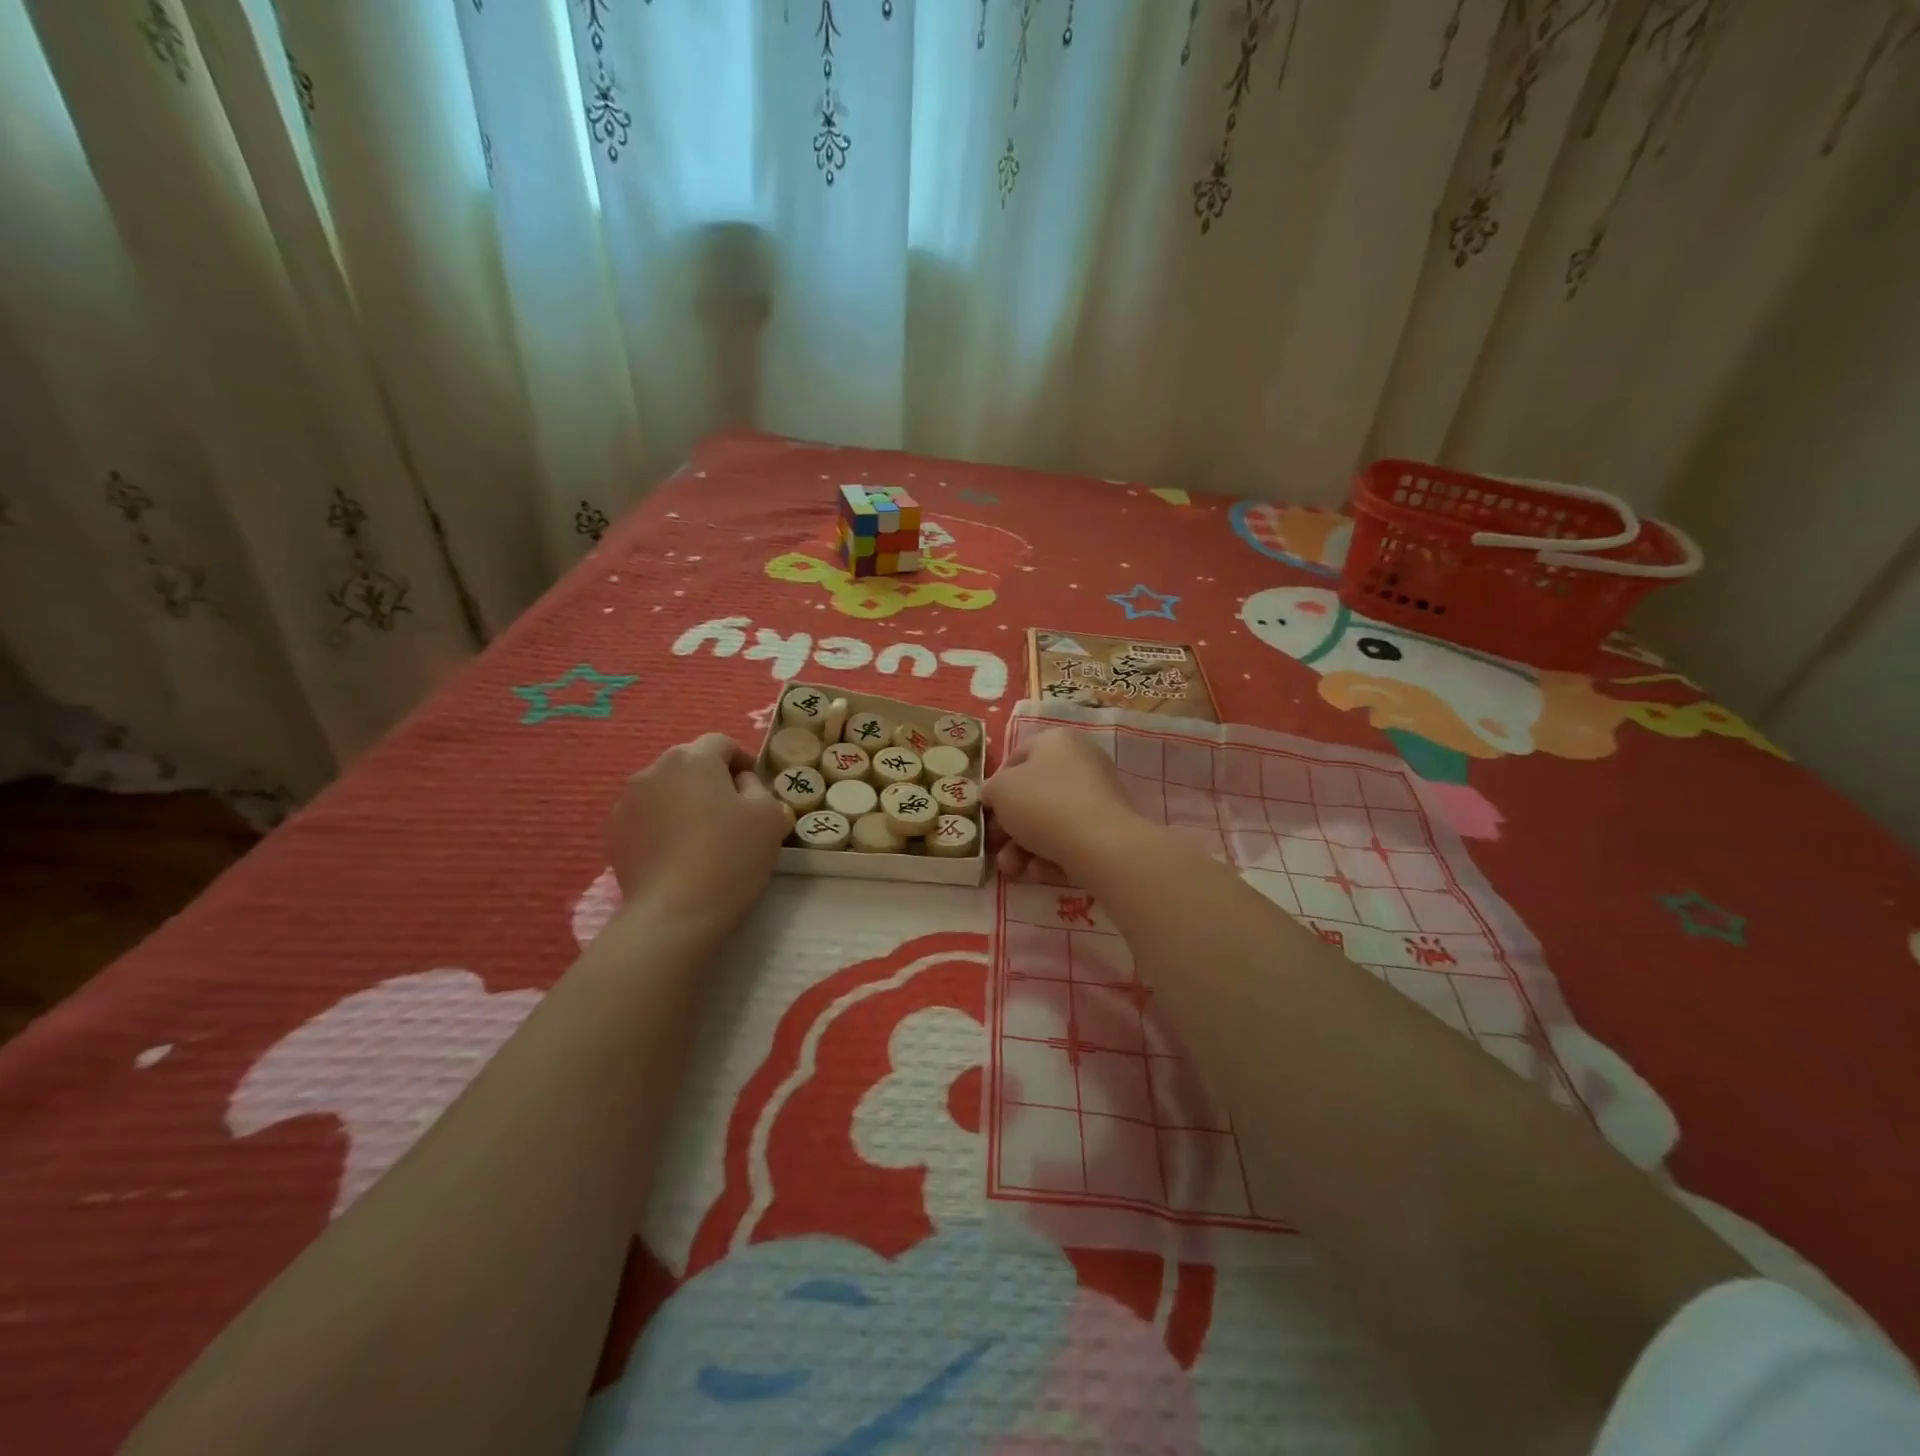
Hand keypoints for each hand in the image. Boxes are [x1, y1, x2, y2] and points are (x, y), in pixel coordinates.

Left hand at [607, 734, 790, 929]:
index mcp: (693, 758)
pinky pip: (647, 818)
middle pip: (690, 764)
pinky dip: (663, 826)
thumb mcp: (770, 816)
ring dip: (684, 802)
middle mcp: (654, 770)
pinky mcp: (614, 834)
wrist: (675, 912)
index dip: (743, 761)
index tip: (757, 789)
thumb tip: (742, 785)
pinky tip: (678, 854)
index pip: (722, 743)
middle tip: (733, 812)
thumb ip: (760, 789)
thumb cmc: (730, 855)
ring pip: (665, 790)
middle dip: (711, 780)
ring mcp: (627, 802)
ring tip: (703, 835)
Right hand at [983, 728, 1145, 881]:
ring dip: (1023, 849)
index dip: (995, 787)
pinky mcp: (1107, 830)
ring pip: (1049, 823)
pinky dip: (1051, 856)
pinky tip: (1041, 871)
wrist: (1099, 845)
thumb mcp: (1000, 790)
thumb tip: (994, 797)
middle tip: (994, 848)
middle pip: (1032, 796)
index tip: (986, 812)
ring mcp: (1097, 798)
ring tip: (1012, 869)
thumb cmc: (1042, 804)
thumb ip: (991, 790)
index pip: (1016, 759)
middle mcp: (1081, 763)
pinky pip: (1069, 841)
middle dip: (1008, 828)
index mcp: (1057, 741)